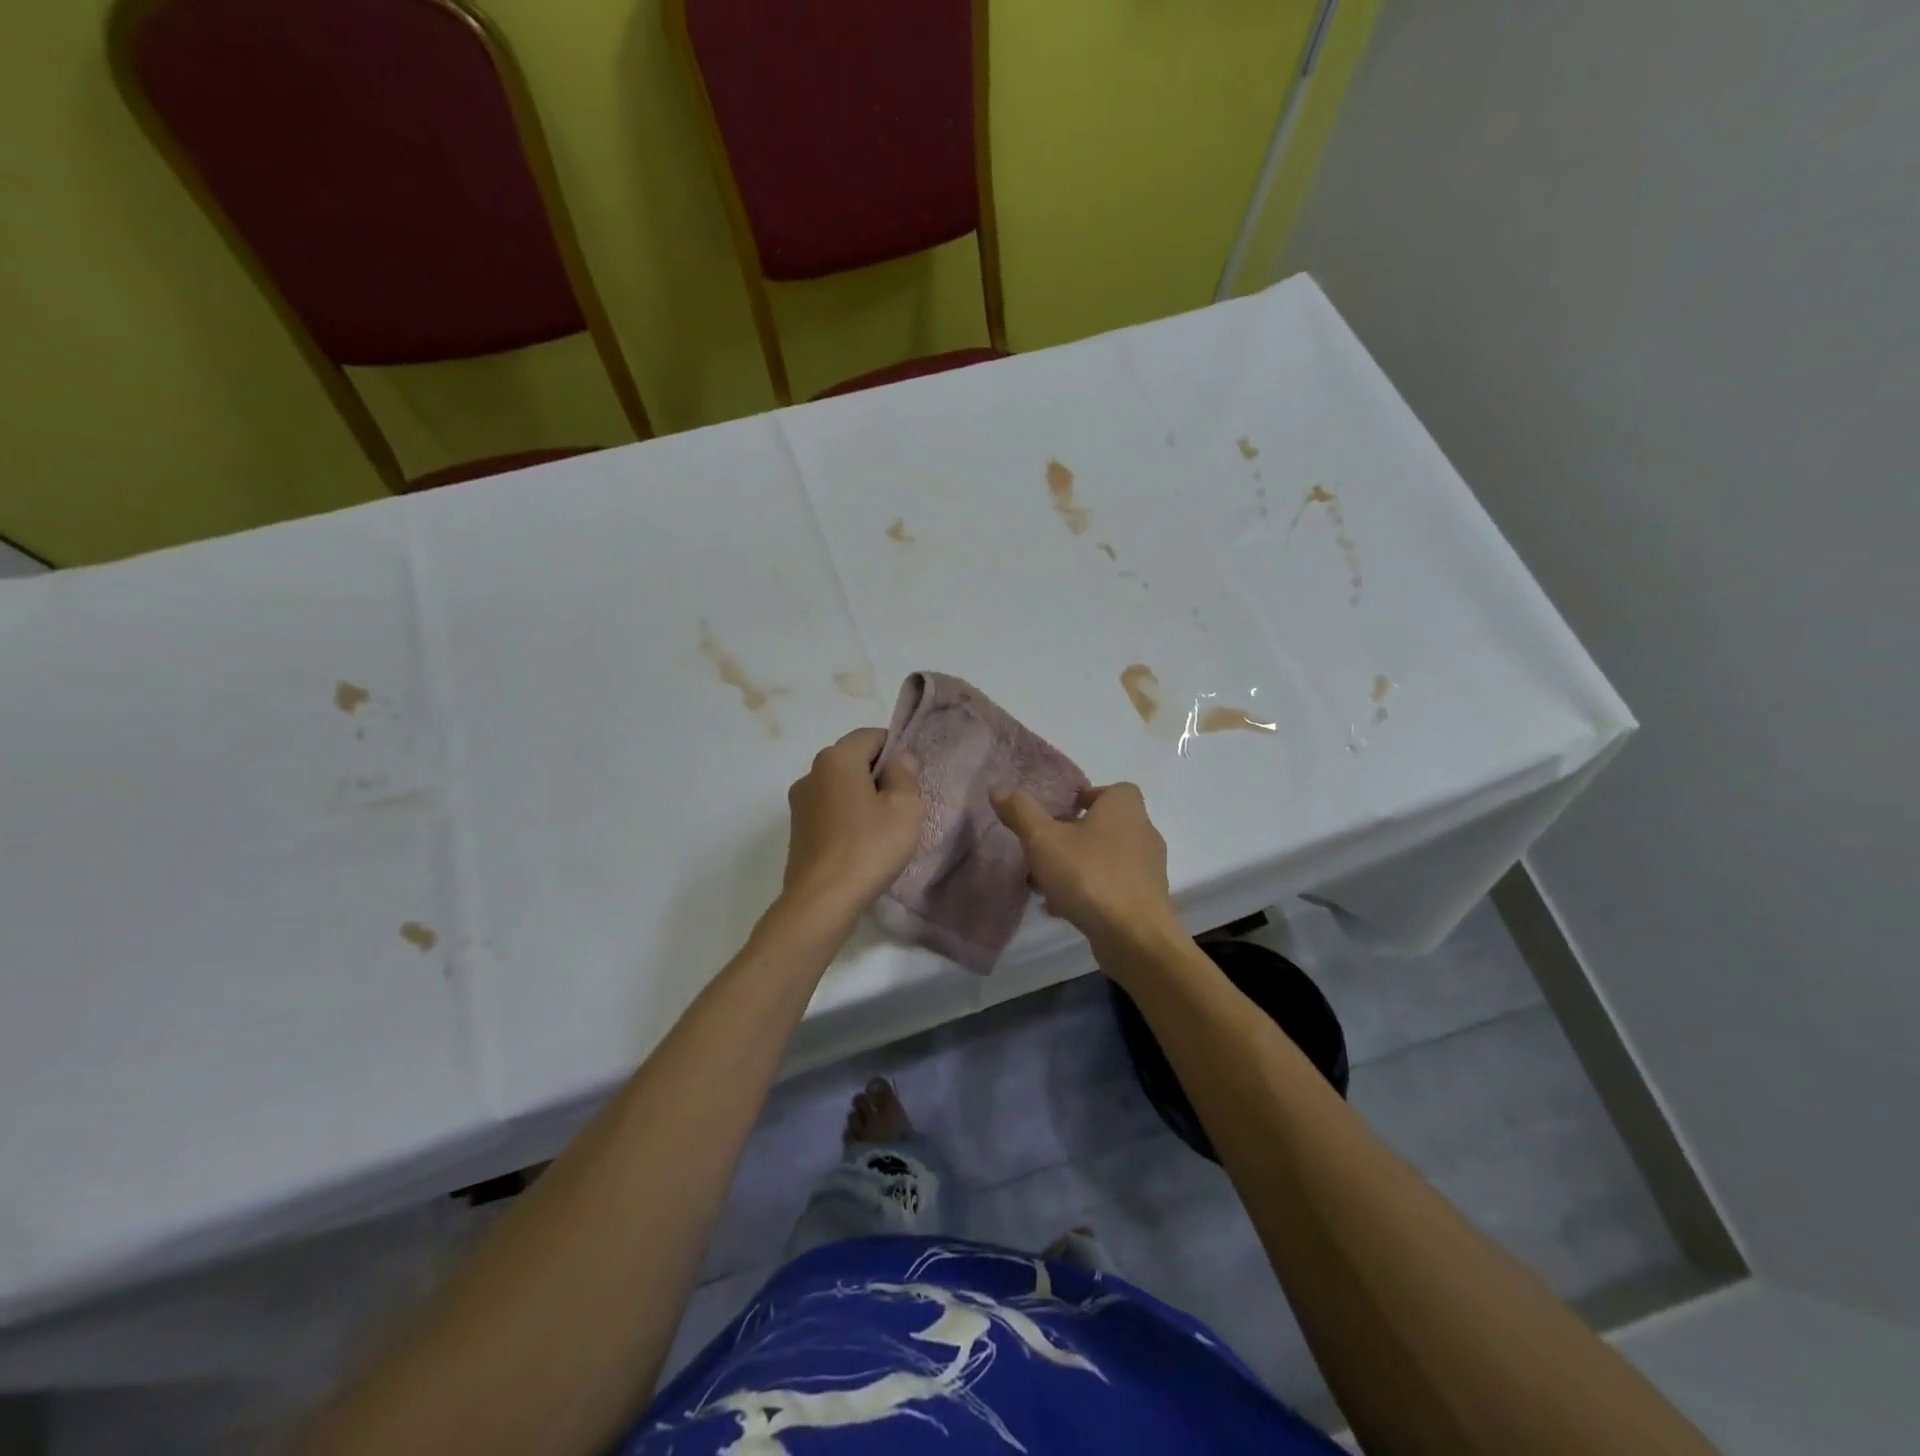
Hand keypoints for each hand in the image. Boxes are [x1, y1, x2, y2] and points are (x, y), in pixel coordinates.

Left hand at [781, 728, 923, 916]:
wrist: (822, 900)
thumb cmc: (869, 847)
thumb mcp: (905, 808)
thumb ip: (905, 775)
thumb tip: (900, 760)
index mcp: (837, 758)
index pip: (871, 735)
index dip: (896, 748)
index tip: (912, 775)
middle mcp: (812, 772)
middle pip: (853, 759)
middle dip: (879, 773)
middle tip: (904, 801)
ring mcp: (800, 802)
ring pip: (840, 785)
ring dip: (862, 795)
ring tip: (884, 825)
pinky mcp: (797, 828)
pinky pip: (829, 808)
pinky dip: (847, 815)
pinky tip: (862, 841)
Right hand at [991, 782, 1179, 953]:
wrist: (1134, 936)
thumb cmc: (1089, 875)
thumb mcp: (1043, 840)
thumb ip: (1021, 813)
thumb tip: (998, 790)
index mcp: (1124, 807)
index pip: (1108, 790)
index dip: (1082, 798)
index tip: (1055, 816)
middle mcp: (1142, 831)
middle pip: (1101, 826)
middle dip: (1069, 838)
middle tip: (1040, 852)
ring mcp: (1147, 867)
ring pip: (1103, 858)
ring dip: (1074, 867)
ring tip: (1043, 884)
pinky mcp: (1145, 898)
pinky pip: (1111, 885)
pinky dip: (1088, 891)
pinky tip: (1061, 908)